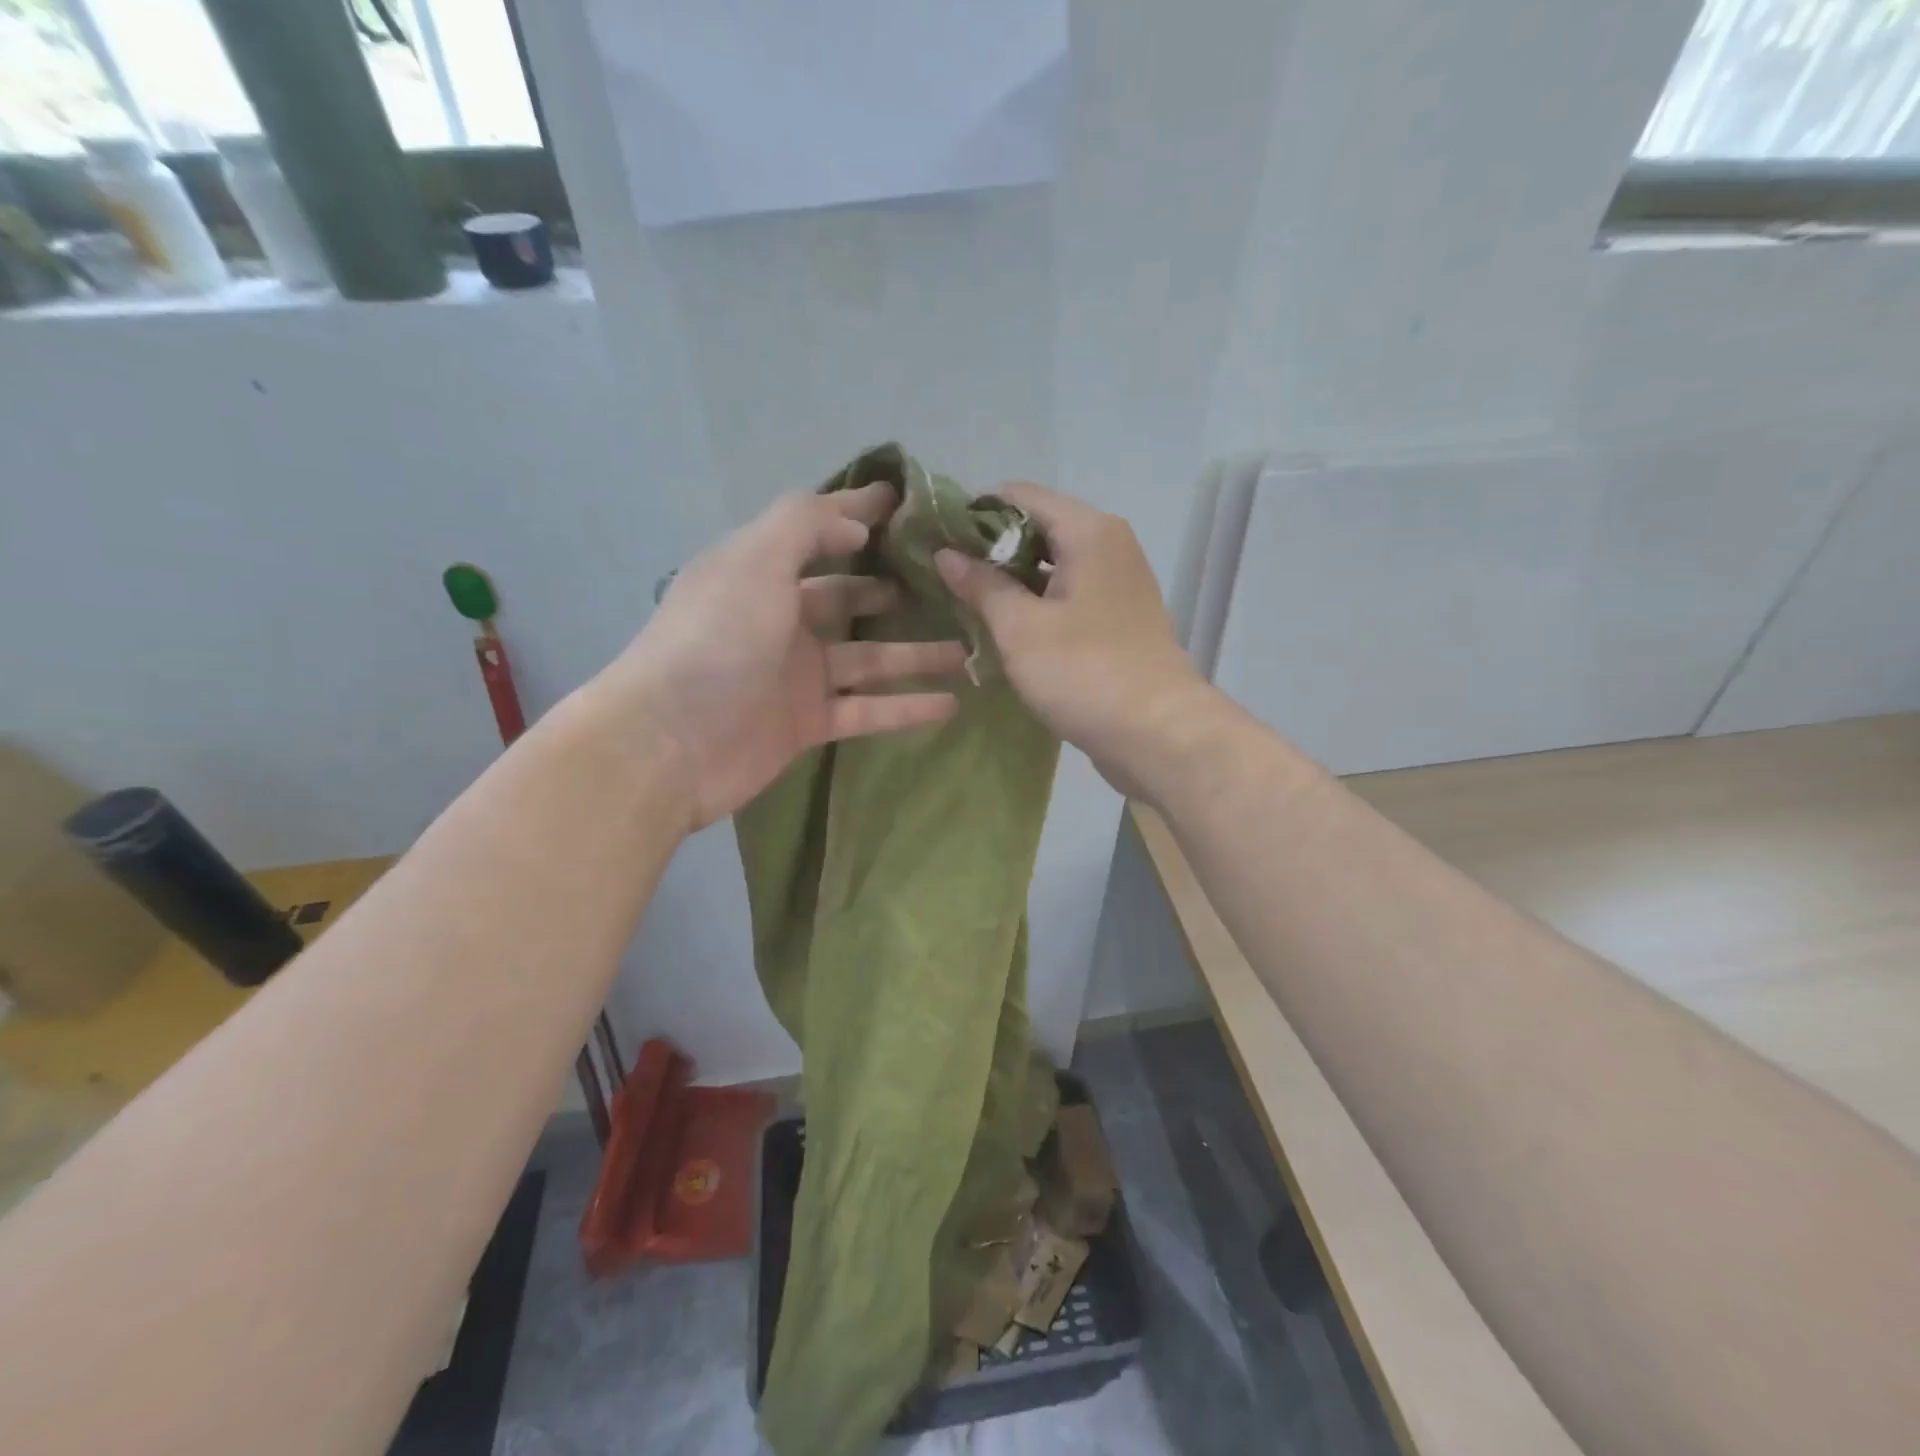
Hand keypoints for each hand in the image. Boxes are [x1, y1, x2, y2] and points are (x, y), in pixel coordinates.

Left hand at [605, 484, 966, 830]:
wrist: (669, 744)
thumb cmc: (714, 639)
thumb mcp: (755, 560)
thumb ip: (805, 525)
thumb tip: (855, 523)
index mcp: (759, 572)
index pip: (817, 532)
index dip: (858, 515)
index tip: (908, 505)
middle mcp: (779, 619)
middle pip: (847, 598)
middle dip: (892, 589)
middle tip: (947, 585)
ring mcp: (794, 675)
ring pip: (868, 658)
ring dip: (915, 653)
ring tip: (966, 647)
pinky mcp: (806, 723)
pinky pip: (867, 709)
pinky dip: (905, 706)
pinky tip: (949, 702)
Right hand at [934, 483, 1212, 795]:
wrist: (1159, 733)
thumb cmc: (1084, 672)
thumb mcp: (1020, 628)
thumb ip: (982, 585)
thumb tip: (946, 553)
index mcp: (1089, 531)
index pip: (1019, 495)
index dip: (974, 513)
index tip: (937, 539)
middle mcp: (1109, 545)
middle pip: (1038, 527)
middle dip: (991, 549)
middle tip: (946, 575)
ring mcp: (1118, 583)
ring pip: (1053, 564)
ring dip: (1012, 579)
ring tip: (966, 600)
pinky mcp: (1119, 618)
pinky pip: (1068, 594)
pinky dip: (1037, 602)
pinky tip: (1006, 626)